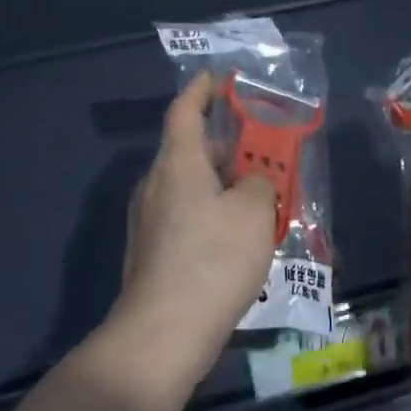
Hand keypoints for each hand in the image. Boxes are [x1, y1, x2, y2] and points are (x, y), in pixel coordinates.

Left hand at [110, 72, 278, 383]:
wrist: (164, 332)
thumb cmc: (213, 260)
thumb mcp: (253, 212)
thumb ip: (259, 183)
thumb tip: (250, 183)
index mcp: (177, 163)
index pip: (185, 110)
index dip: (203, 89)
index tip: (220, 78)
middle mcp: (155, 185)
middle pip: (190, 150)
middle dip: (226, 145)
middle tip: (262, 150)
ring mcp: (148, 221)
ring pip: (189, 187)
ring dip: (222, 184)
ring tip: (259, 197)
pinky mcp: (151, 252)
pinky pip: (185, 217)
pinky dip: (211, 213)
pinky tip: (237, 239)